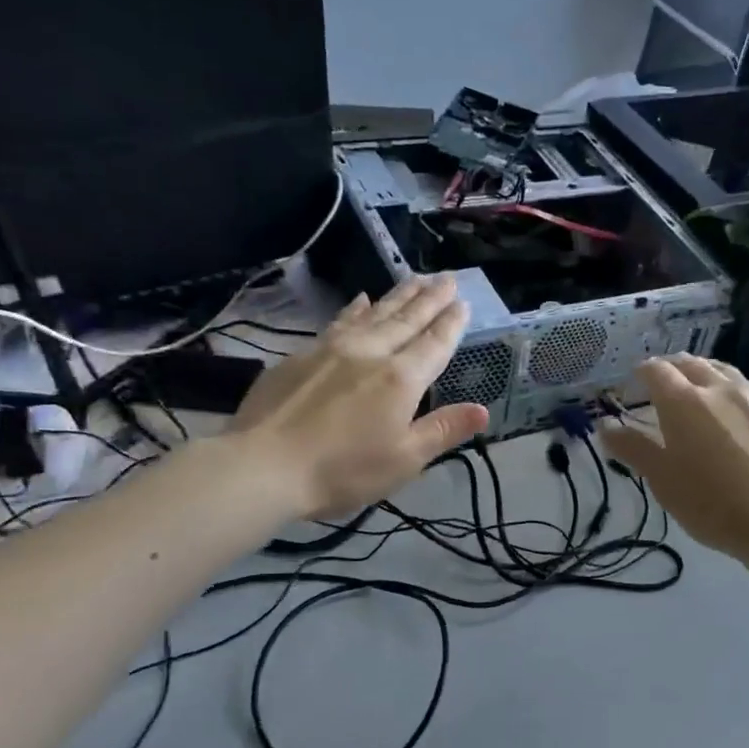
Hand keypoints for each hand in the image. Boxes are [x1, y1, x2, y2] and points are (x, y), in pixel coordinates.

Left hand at [226, 275, 488, 517]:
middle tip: (447, 276)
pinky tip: (360, 299)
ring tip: (415, 278)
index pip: (434, 343)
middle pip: (406, 319)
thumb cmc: (344, 470)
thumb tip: (483, 410)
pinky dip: (356, 308)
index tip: (462, 301)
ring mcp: (332, 349)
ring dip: (398, 295)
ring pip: (374, 313)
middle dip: (430, 298)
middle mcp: (371, 353)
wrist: (265, 464)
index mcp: (401, 379)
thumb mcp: (405, 459)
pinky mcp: (302, 355)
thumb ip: (444, 430)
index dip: (450, 323)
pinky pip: (339, 321)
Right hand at [602, 355, 748, 559]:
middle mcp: (720, 388)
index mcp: (684, 401)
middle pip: (692, 363)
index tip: (635, 379)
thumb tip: (604, 425)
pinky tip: (737, 411)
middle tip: (664, 378)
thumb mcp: (661, 479)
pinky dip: (735, 393)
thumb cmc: (709, 501)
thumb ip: (632, 448)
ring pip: (725, 371)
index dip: (642, 371)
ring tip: (699, 385)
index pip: (657, 370)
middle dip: (673, 366)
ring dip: (706, 372)